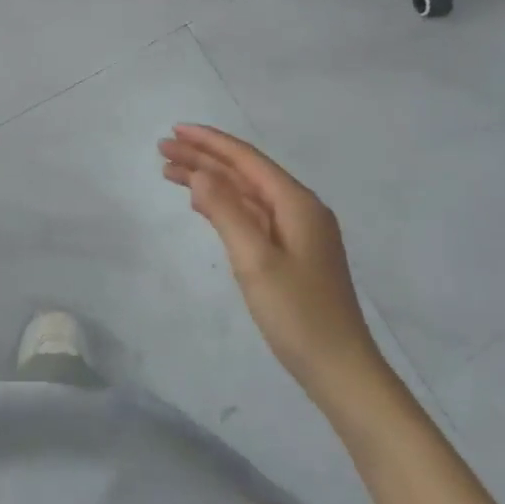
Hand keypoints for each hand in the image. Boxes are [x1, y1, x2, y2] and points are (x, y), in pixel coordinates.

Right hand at [160, 125, 385, 409]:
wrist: (342, 373)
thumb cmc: (298, 315)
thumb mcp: (255, 260)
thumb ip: (226, 211)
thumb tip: (199, 174)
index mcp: (297, 203)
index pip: (246, 159)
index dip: (209, 142)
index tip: (175, 130)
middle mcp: (299, 209)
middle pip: (244, 172)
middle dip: (203, 158)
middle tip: (162, 150)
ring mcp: (297, 232)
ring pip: (245, 193)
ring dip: (209, 180)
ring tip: (170, 172)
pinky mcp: (291, 253)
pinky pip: (251, 214)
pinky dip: (223, 204)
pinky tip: (200, 203)